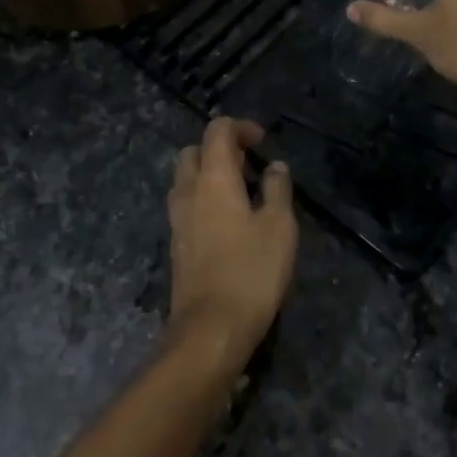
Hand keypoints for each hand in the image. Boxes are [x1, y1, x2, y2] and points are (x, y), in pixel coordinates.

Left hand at [165, 118, 298, 369]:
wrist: (210, 329)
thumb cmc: (251, 272)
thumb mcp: (279, 227)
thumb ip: (278, 189)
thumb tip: (275, 167)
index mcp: (213, 179)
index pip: (217, 131)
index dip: (240, 127)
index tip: (263, 143)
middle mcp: (188, 191)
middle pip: (193, 151)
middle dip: (219, 148)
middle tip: (249, 165)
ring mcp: (177, 219)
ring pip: (185, 179)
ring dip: (209, 174)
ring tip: (242, 192)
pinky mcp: (176, 244)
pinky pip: (186, 204)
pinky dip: (204, 198)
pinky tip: (229, 221)